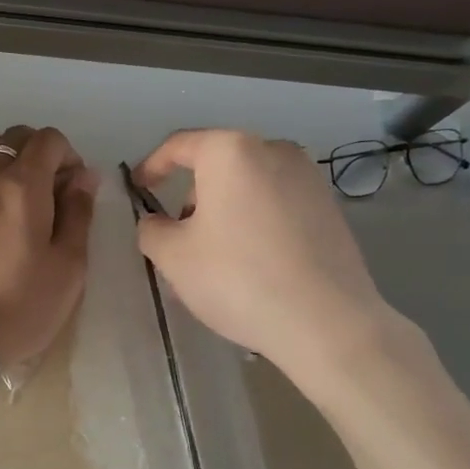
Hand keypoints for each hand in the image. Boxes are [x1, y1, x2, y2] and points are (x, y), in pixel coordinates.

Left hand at [0, 126, 99, 373]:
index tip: (69, 186)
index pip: (48, 140)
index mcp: (24, 187)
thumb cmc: (21, 308)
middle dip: (34, 152)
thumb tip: (83, 176)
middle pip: (11, 137)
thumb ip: (78, 213)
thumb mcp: (69, 266)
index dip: (66, 155)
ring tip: (2, 188)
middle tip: (41, 189)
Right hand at [133, 129, 401, 379]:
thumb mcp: (174, 258)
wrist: (326, 322)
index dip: (151, 166)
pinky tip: (251, 265)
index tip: (139, 191)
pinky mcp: (330, 208)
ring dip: (223, 212)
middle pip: (217, 166)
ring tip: (214, 259)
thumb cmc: (238, 279)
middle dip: (191, 198)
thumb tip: (157, 223)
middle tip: (177, 239)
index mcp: (231, 152)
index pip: (179, 146)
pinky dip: (254, 223)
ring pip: (248, 187)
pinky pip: (276, 205)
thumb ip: (152, 230)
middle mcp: (273, 151)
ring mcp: (308, 178)